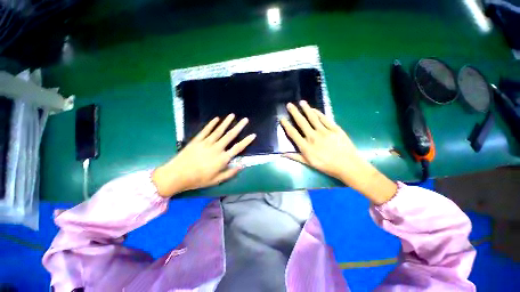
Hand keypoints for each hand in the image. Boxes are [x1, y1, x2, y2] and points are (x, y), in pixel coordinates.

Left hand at [152, 114, 255, 196]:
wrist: (177, 175)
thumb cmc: (198, 179)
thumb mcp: (216, 180)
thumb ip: (230, 173)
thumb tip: (242, 166)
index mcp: (222, 158)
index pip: (238, 148)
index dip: (246, 141)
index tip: (253, 135)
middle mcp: (217, 148)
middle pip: (230, 136)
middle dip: (239, 127)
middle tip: (245, 120)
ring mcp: (206, 142)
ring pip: (219, 130)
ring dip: (226, 122)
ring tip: (232, 115)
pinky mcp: (197, 140)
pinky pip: (206, 130)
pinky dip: (211, 124)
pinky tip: (216, 119)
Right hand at [280, 101, 396, 204]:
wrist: (348, 165)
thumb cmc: (327, 166)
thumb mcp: (309, 163)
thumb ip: (295, 157)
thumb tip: (283, 154)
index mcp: (306, 147)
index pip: (293, 133)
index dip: (286, 125)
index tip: (282, 118)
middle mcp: (313, 137)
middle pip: (301, 122)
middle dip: (294, 112)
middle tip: (289, 105)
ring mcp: (324, 132)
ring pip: (313, 118)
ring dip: (306, 109)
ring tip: (301, 102)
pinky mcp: (334, 129)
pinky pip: (324, 119)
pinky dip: (318, 113)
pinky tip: (314, 109)